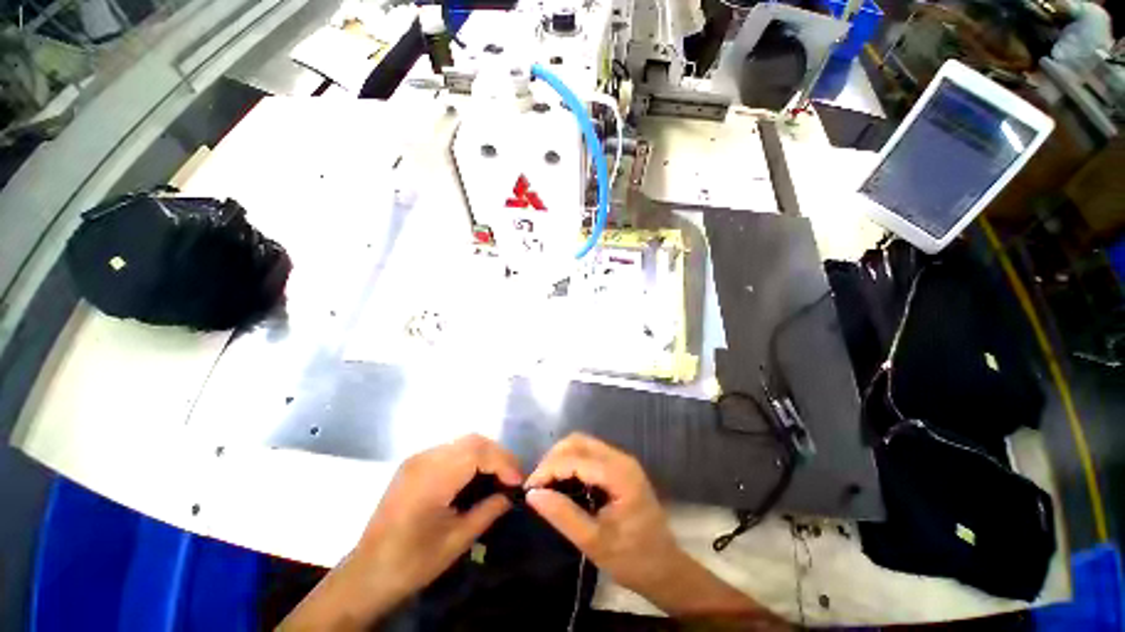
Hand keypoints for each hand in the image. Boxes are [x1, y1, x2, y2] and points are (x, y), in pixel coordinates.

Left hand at [354, 434, 522, 597]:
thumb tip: (509, 496)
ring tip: (499, 484)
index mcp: (432, 477)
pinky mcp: (409, 471)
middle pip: (469, 441)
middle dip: (497, 457)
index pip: (477, 450)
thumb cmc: (418, 559)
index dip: (504, 463)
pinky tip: (475, 485)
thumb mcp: (459, 539)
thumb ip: (487, 511)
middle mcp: (421, 461)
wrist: (375, 568)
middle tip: (513, 484)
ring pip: (457, 445)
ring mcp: (412, 463)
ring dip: (482, 459)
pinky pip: (444, 455)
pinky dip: (466, 463)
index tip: (520, 487)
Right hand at [525, 433, 783, 625]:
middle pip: (578, 443)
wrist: (662, 569)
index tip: (527, 494)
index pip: (574, 458)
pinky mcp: (621, 476)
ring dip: (560, 463)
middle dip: (551, 461)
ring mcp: (624, 467)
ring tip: (545, 491)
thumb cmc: (631, 558)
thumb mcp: (592, 541)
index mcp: (621, 476)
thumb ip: (563, 515)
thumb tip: (531, 494)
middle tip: (536, 491)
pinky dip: (571, 468)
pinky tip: (562, 491)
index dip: (546, 471)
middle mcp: (624, 463)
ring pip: (583, 448)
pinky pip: (590, 460)